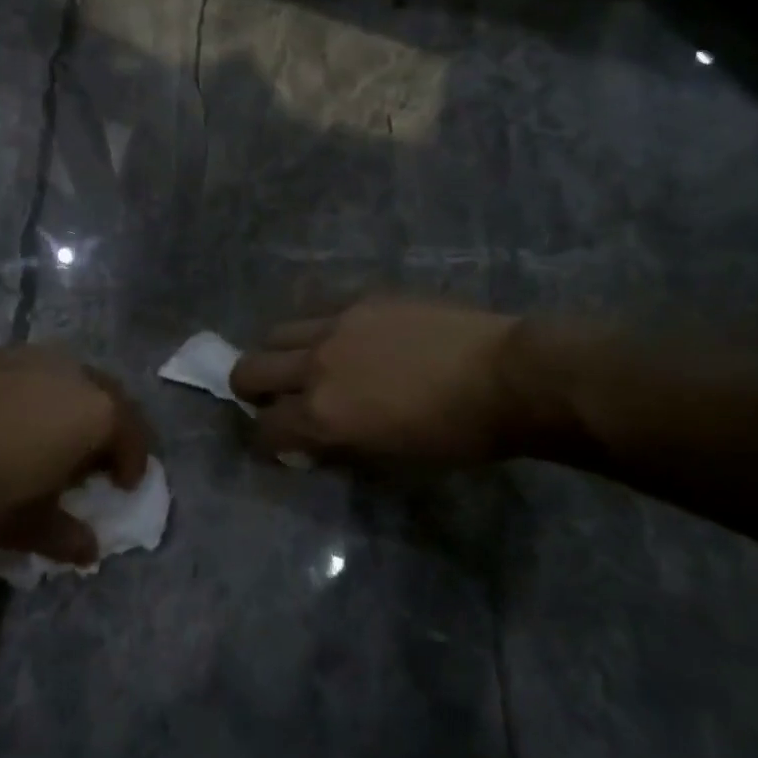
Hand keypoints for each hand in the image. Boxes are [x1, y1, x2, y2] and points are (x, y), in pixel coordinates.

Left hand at [0, 346, 150, 567]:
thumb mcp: (34, 527)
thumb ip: (71, 538)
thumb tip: (90, 551)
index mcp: (98, 411)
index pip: (133, 437)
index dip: (133, 464)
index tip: (124, 485)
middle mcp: (74, 372)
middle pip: (109, 398)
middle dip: (110, 427)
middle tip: (96, 457)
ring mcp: (32, 355)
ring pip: (69, 378)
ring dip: (73, 405)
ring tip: (53, 434)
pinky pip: (30, 372)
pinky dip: (34, 393)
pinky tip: (10, 418)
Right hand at [230, 297, 536, 464]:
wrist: (508, 376)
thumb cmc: (456, 434)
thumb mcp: (390, 457)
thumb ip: (339, 445)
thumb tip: (314, 440)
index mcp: (321, 414)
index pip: (264, 429)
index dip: (263, 441)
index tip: (275, 443)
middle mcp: (315, 365)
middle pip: (249, 369)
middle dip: (249, 389)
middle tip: (274, 399)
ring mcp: (336, 324)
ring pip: (277, 332)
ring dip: (280, 354)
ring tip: (306, 363)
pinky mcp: (362, 299)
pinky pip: (319, 311)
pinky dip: (317, 330)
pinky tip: (345, 340)